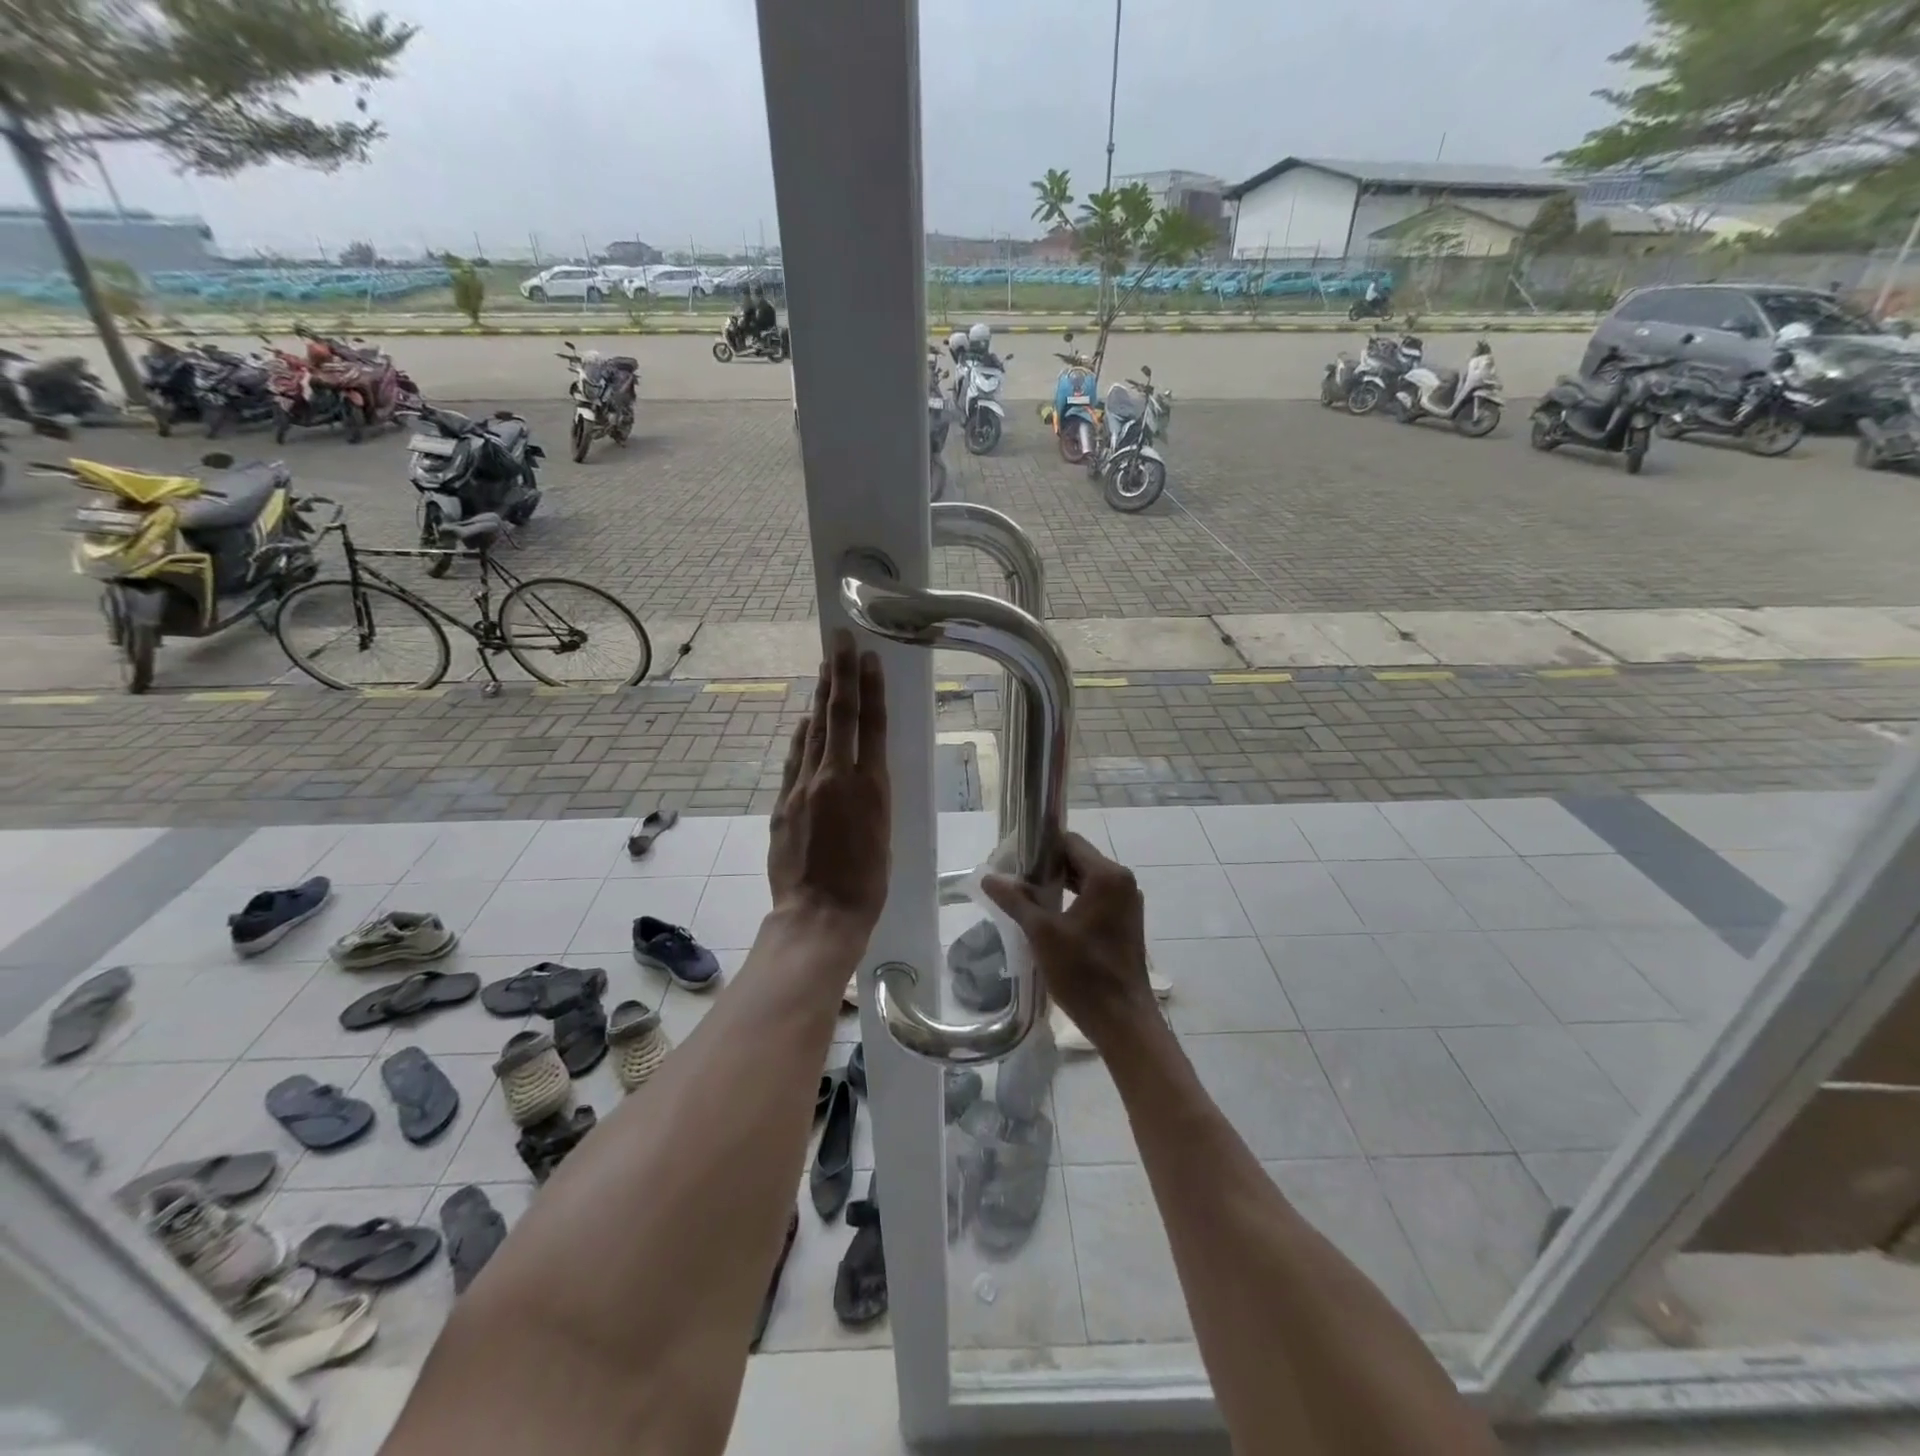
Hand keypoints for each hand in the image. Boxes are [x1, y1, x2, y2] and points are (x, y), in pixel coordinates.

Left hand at [767, 630, 890, 935]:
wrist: (818, 915)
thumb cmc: (867, 884)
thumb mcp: (883, 834)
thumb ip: (870, 796)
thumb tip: (860, 767)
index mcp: (870, 788)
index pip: (870, 726)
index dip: (870, 688)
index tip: (868, 657)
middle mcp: (834, 779)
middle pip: (838, 717)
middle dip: (840, 675)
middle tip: (840, 640)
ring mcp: (803, 789)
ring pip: (813, 732)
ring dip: (820, 697)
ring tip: (825, 667)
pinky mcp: (782, 804)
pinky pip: (793, 760)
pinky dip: (801, 736)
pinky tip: (804, 719)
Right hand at [982, 833, 1155, 1040]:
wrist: (1122, 1021)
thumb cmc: (1084, 973)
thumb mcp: (1042, 933)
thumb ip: (1015, 900)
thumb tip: (988, 877)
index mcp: (1108, 876)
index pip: (1069, 842)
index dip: (1039, 847)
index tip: (1012, 860)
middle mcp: (1123, 882)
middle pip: (1078, 859)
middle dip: (1046, 866)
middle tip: (1013, 879)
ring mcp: (1127, 903)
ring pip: (1086, 880)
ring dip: (1058, 884)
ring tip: (1025, 896)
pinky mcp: (1125, 923)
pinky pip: (1095, 898)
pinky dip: (1072, 899)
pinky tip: (1048, 915)